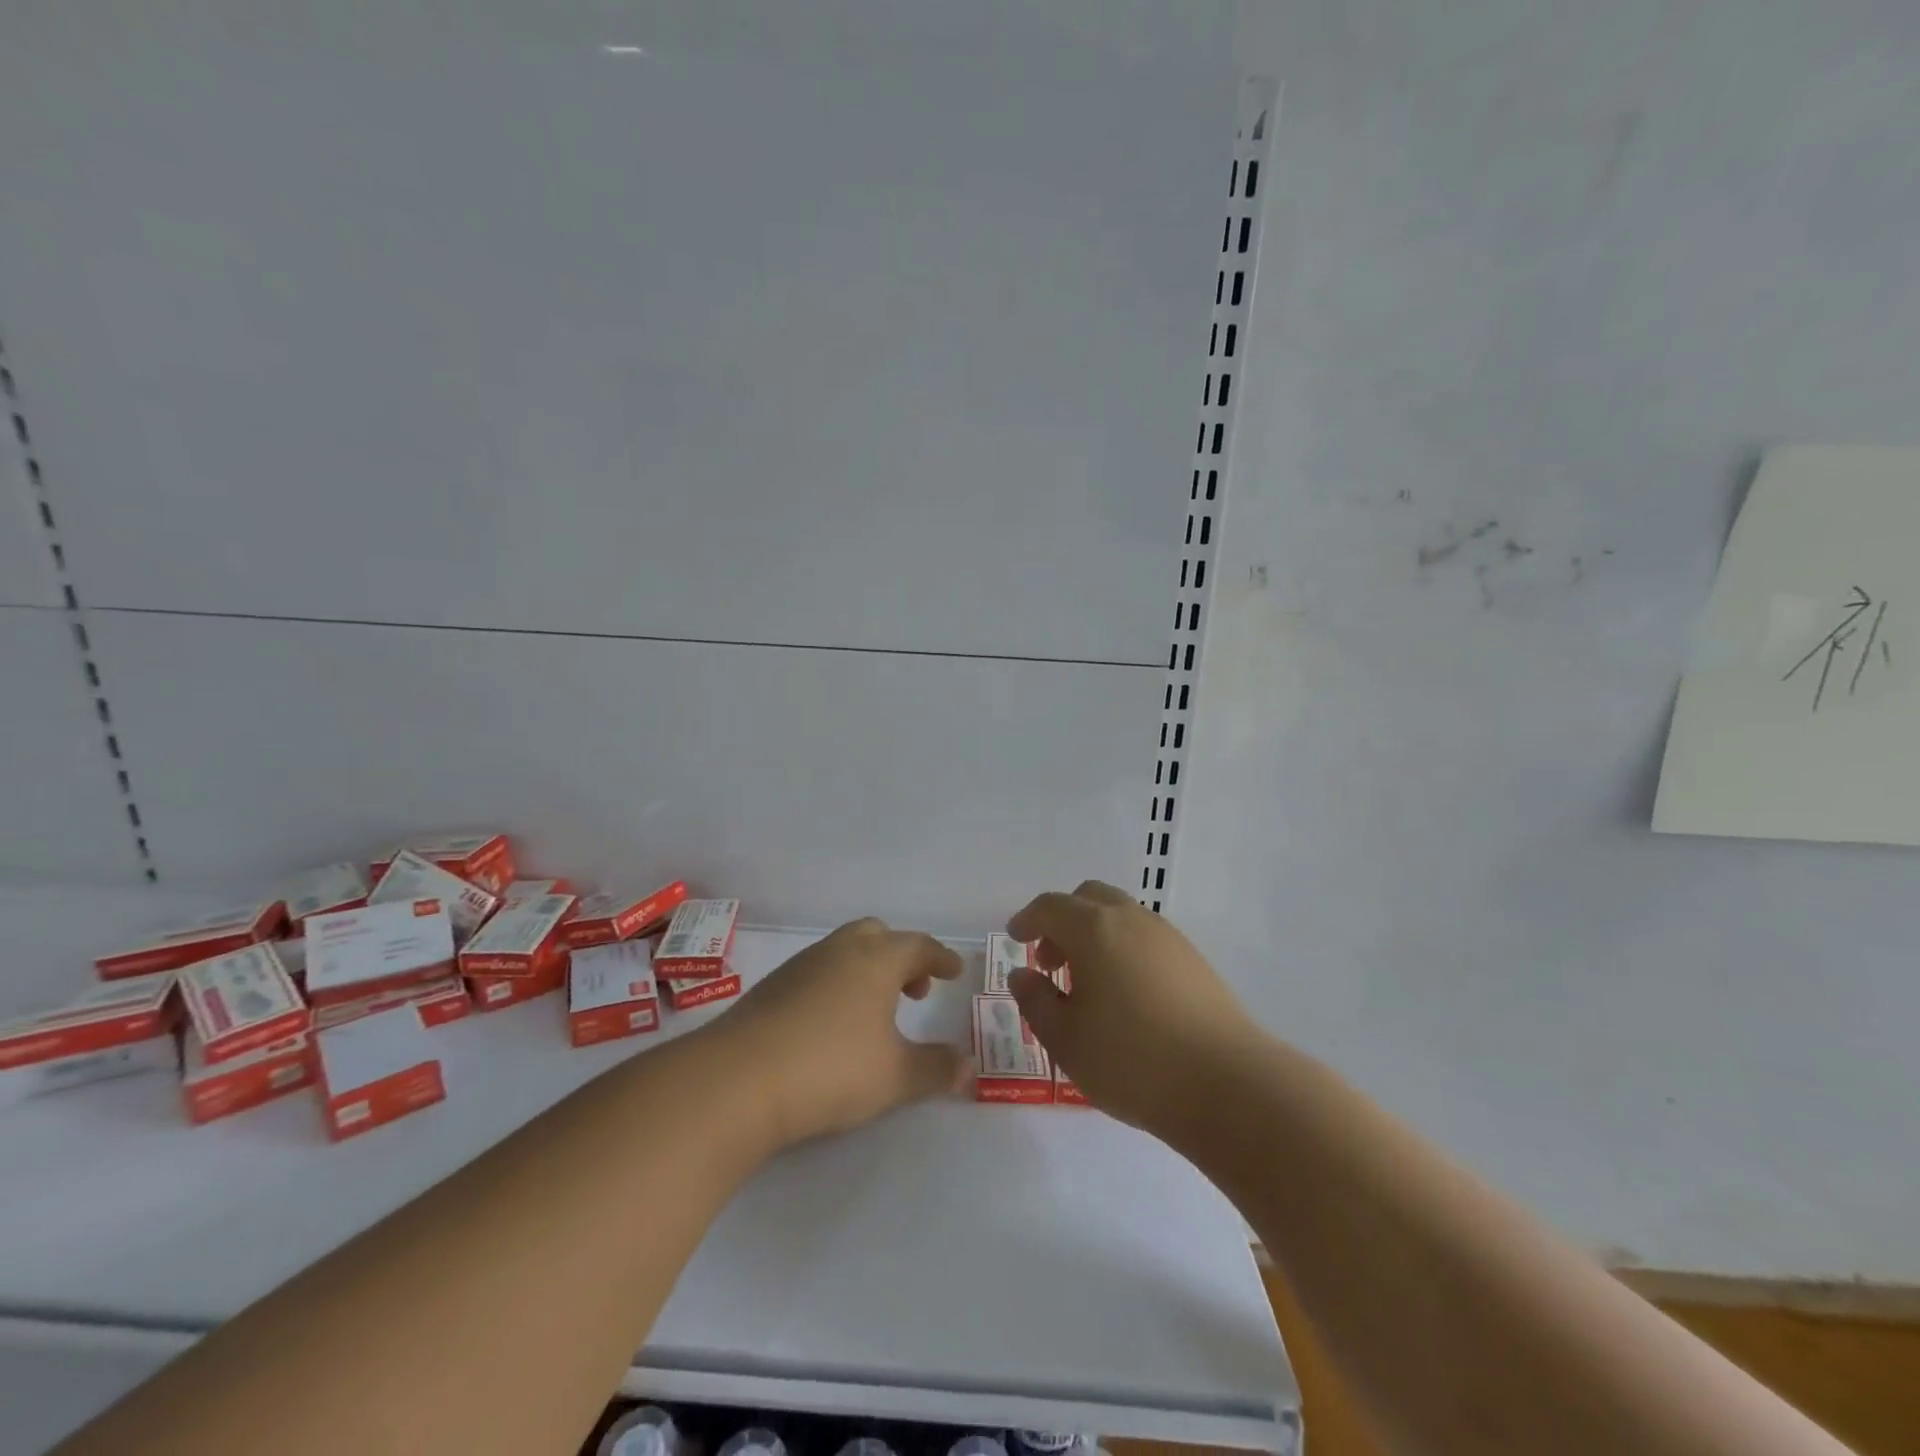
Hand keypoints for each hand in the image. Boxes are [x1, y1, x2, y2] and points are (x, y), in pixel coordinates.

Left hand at [712, 918, 968, 1149]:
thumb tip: (969, 1067)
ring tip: (874, 1011)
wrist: (738, 1079)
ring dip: (866, 970)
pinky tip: (831, 1024)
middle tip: (914, 990)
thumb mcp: (895, 1077)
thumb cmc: (831, 1068)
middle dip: (900, 956)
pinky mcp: (771, 988)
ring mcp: (800, 966)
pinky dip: (836, 985)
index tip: (953, 972)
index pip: (918, 946)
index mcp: (876, 960)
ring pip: (843, 951)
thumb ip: (936, 1069)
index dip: (940, 958)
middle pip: (877, 935)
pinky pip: (817, 972)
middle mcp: (839, 951)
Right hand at [1007, 881, 1260, 1138]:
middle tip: (1051, 963)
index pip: (1050, 906)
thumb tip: (1023, 974)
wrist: (1228, 1085)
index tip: (1015, 938)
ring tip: (1088, 985)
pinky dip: (1123, 949)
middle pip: (1088, 898)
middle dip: (1062, 921)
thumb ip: (1036, 1000)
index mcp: (1094, 929)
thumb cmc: (1132, 1060)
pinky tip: (1126, 996)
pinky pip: (1145, 938)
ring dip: (1095, 935)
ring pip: (1120, 916)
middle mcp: (1131, 920)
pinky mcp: (1194, 960)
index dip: (1027, 919)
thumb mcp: (1065, 1039)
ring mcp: (1168, 937)